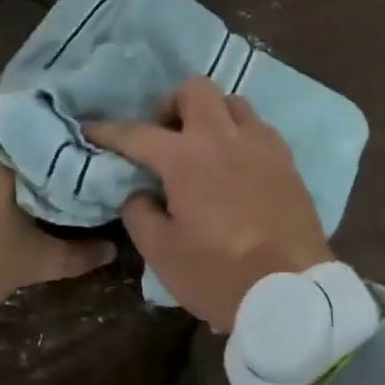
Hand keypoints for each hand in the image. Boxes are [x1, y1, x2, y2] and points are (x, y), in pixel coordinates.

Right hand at [85, 77, 331, 331]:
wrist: (293, 294)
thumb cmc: (219, 274)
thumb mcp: (162, 253)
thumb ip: (140, 214)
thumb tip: (139, 193)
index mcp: (186, 157)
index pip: (138, 133)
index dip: (109, 131)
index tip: (91, 129)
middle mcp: (223, 137)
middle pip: (195, 90)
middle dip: (172, 104)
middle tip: (164, 136)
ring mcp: (261, 145)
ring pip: (232, 103)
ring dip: (211, 116)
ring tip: (204, 149)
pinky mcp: (287, 161)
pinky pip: (259, 129)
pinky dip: (241, 136)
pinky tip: (237, 165)